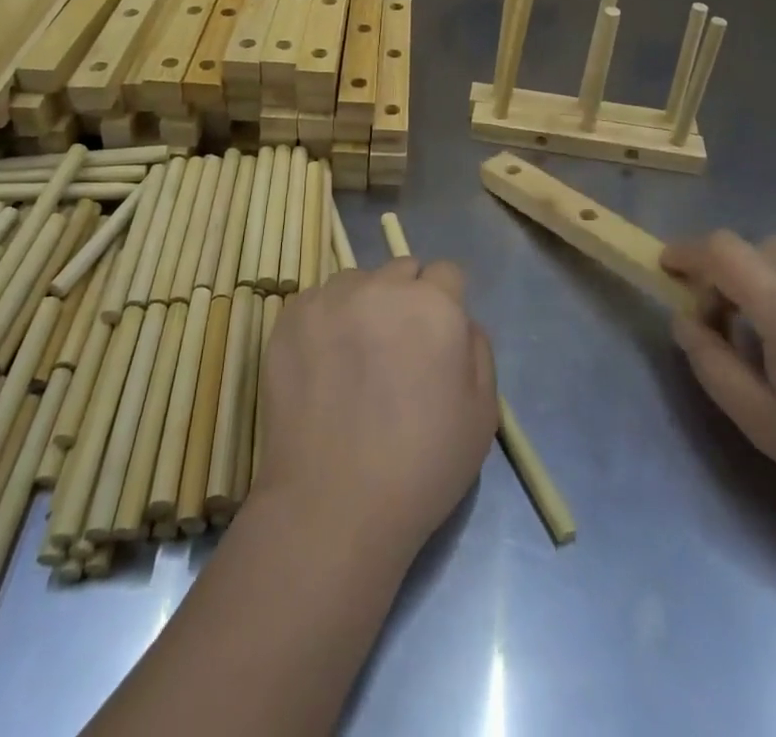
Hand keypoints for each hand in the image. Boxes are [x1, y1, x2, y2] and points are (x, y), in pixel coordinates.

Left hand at [254, 258, 499, 563]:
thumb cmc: (420, 466)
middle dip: (406, 297)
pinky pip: (318, 301)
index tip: (437, 337)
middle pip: (402, 270)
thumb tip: (461, 321)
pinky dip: (325, 321)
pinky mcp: (292, 317)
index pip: (447, 273)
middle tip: (398, 348)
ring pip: (357, 281)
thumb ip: (479, 350)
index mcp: (435, 305)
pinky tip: (323, 364)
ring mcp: (332, 298)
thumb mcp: (483, 414)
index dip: (446, 302)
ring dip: (364, 304)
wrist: (333, 505)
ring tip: (355, 356)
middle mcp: (383, 287)